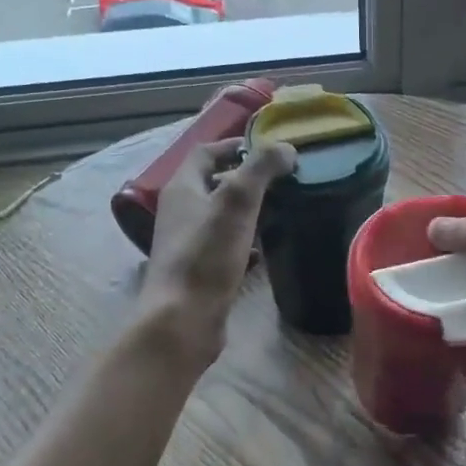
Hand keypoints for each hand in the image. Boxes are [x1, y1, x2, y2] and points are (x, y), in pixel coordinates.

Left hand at [137, 137, 294, 366]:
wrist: (183, 320)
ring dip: (248, 209)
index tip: (269, 149)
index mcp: (183, 188)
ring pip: (221, 215)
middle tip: (282, 179)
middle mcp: (180, 211)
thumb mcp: (237, 202)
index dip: (235, 145)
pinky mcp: (199, 270)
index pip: (206, 152)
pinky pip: (225, 245)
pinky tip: (266, 250)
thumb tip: (286, 147)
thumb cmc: (207, 255)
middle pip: (214, 182)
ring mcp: (187, 242)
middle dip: (246, 177)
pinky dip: (245, 241)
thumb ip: (261, 169)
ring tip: (281, 209)